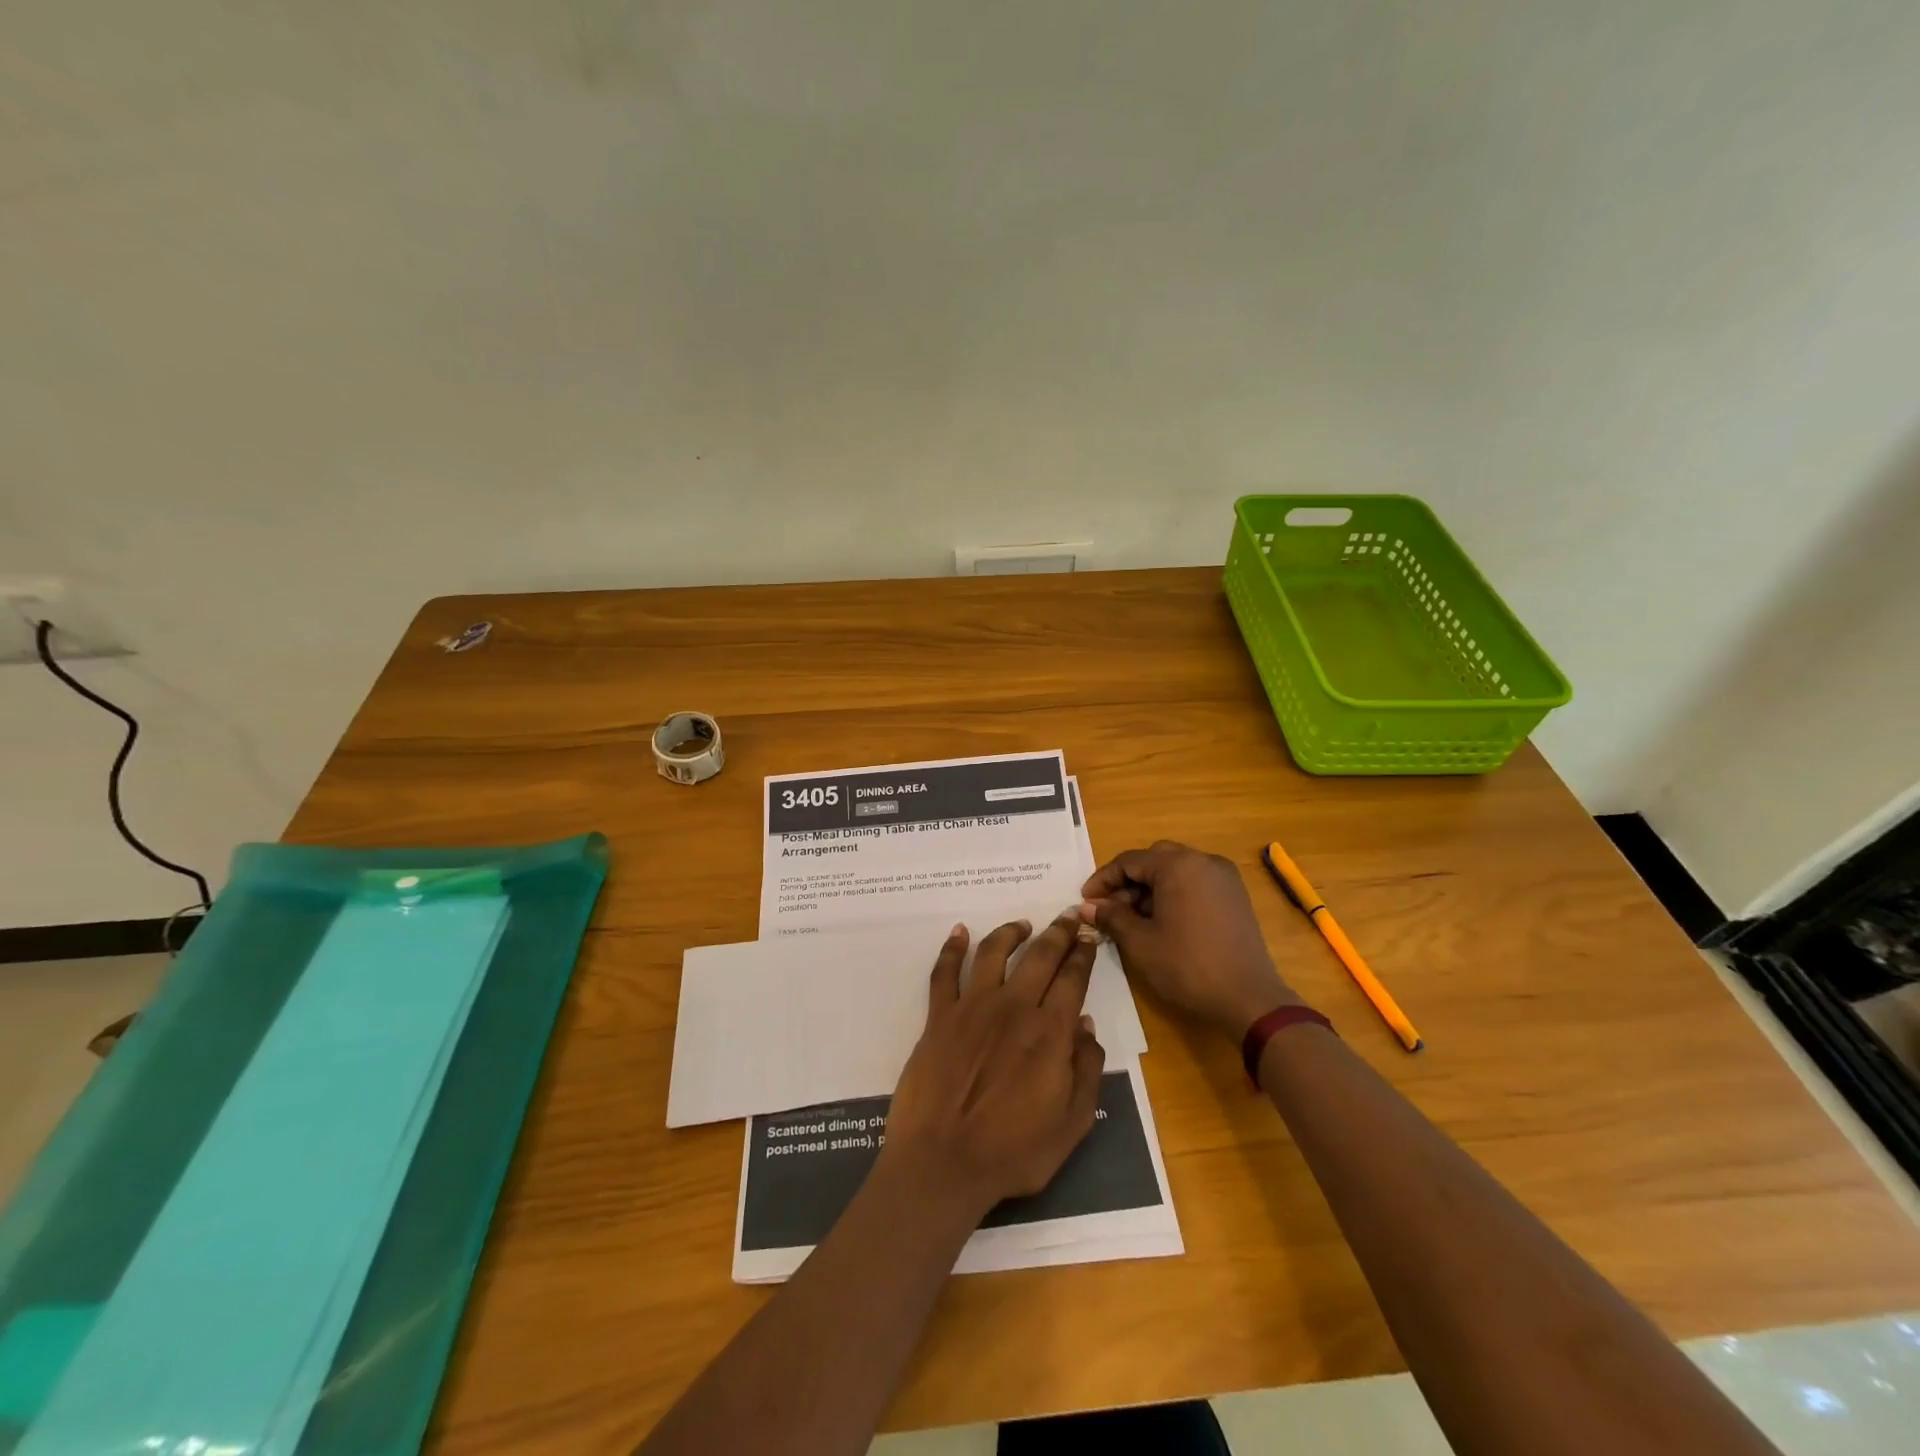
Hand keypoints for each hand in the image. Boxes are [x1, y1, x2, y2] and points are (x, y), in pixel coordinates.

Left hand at [881, 913, 1106, 1221]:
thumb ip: (1086, 1071)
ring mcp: (971, 1008)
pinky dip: (952, 948)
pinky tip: (960, 932)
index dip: (1084, 953)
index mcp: (1049, 1032)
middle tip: (1068, 916)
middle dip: (1058, 932)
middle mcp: (1013, 1007)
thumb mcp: (1071, 1125)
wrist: (942, 1164)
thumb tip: (1086, 1026)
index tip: (1089, 936)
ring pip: (993, 952)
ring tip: (1022, 924)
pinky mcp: (938, 1017)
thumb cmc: (1013, 1153)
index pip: (1073, 978)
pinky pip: (944, 972)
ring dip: (1010, 932)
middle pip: (1039, 955)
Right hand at [1081, 841, 1297, 1038]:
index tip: (1086, 900)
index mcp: (1178, 865)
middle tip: (1109, 908)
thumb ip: (1111, 916)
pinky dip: (1174, 893)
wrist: (1249, 999)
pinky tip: (1163, 921)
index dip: (1103, 880)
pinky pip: (1195, 882)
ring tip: (1133, 919)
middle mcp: (1203, 860)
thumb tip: (1087, 906)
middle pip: (1154, 859)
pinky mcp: (1235, 895)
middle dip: (1128, 881)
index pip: (1129, 861)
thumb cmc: (1188, 967)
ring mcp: (1224, 877)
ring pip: (1176, 870)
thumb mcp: (1140, 942)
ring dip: (1150, 888)